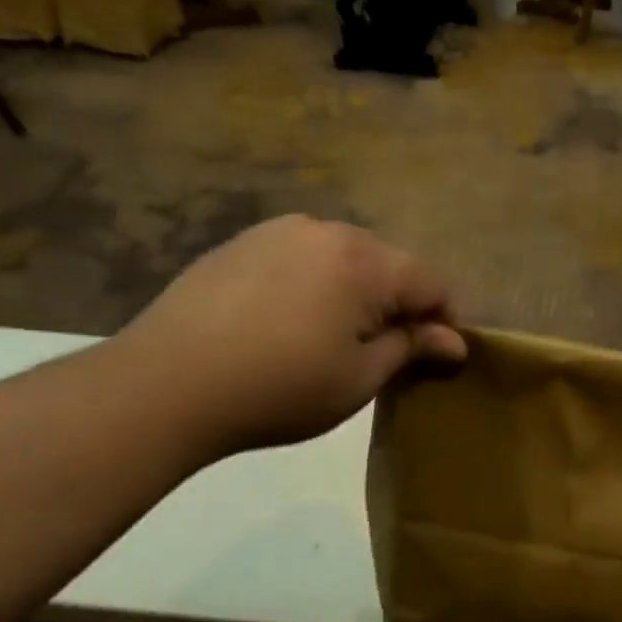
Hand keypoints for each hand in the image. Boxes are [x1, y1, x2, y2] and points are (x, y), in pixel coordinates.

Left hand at [111, 216, 464, 457]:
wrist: (166, 385)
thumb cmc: (280, 389)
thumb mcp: (360, 379)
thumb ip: (411, 349)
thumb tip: (454, 342)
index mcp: (364, 263)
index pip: (431, 281)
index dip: (444, 319)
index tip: (438, 358)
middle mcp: (326, 232)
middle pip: (389, 263)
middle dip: (402, 303)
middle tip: (390, 350)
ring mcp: (278, 232)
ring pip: (345, 256)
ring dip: (359, 291)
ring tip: (340, 336)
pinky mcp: (242, 243)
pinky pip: (303, 257)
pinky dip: (318, 283)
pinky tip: (295, 321)